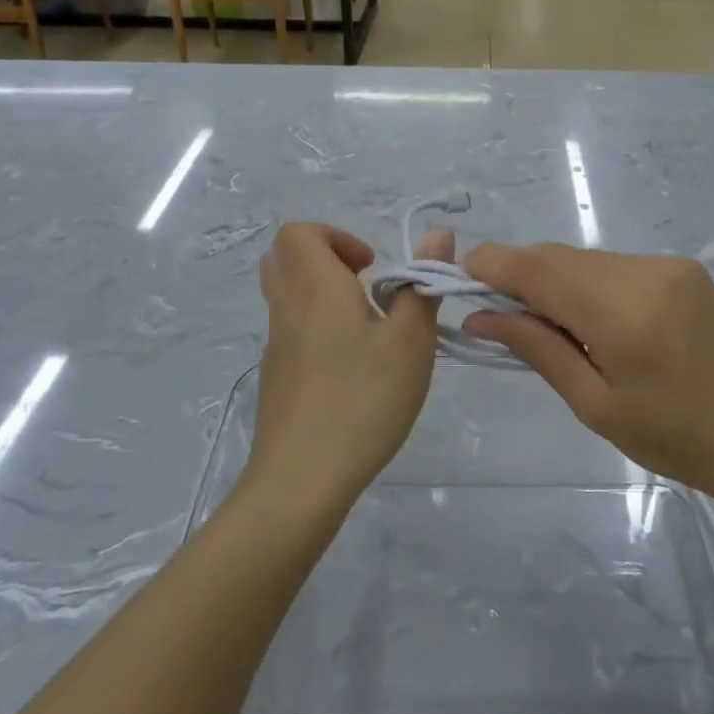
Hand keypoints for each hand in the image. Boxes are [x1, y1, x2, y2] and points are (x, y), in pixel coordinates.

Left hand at [250, 222, 450, 512]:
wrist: (301, 480)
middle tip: (365, 288)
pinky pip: (289, 332)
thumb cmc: (363, 399)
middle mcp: (286, 308)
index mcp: (315, 287)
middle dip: (326, 260)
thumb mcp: (410, 341)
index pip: (299, 232)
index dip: (336, 236)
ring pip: (286, 297)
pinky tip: (350, 371)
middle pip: (286, 259)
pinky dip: (315, 330)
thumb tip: (438, 233)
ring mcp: (274, 346)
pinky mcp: (275, 379)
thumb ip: (422, 284)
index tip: (371, 267)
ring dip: (322, 296)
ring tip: (365, 330)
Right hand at [462, 245, 713, 505]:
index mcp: (622, 312)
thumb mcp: (593, 404)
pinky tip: (593, 319)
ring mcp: (666, 264)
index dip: (491, 264)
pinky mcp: (681, 266)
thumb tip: (479, 315)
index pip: (537, 268)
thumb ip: (535, 348)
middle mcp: (644, 272)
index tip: (459, 278)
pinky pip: (612, 264)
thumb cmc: (672, 437)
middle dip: (520, 276)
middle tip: (500, 314)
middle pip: (557, 257)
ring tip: (553, 326)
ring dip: (555, 280)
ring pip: (583, 258)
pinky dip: (587, 282)